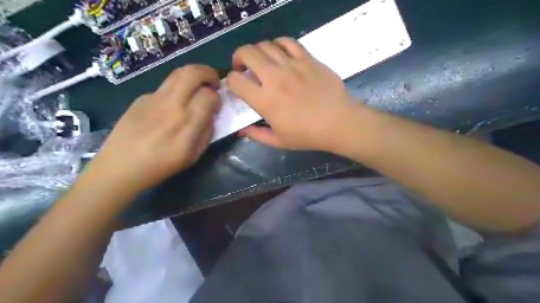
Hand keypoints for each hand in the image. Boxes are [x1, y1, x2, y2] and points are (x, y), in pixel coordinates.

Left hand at [88, 65, 219, 194]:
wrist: (121, 166)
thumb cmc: (162, 165)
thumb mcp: (194, 155)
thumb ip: (206, 132)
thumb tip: (211, 114)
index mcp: (188, 122)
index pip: (209, 95)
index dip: (218, 97)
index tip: (217, 103)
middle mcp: (172, 104)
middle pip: (192, 73)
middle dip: (208, 72)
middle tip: (213, 82)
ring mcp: (154, 98)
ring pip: (177, 73)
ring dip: (192, 76)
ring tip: (196, 88)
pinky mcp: (141, 98)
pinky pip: (164, 88)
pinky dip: (175, 91)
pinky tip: (170, 108)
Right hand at [226, 36, 357, 150]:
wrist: (338, 122)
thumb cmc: (308, 135)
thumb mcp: (279, 141)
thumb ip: (257, 135)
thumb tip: (241, 130)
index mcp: (265, 100)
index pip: (236, 81)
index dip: (230, 81)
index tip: (236, 85)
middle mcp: (275, 78)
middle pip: (247, 53)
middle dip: (238, 57)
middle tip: (243, 67)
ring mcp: (292, 65)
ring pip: (265, 45)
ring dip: (257, 51)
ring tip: (261, 61)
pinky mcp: (307, 59)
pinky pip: (288, 42)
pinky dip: (278, 44)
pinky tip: (279, 53)